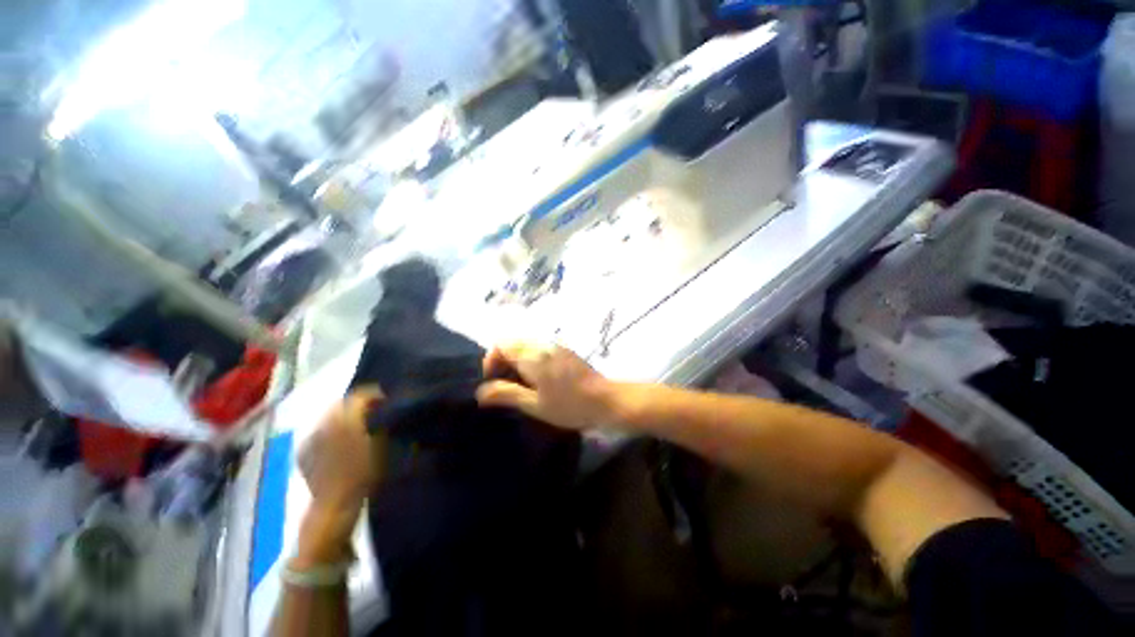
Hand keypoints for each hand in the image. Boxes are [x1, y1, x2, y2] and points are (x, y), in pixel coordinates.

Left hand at [297, 387, 385, 516]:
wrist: (334, 505)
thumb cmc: (362, 475)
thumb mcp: (379, 446)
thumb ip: (378, 423)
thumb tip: (381, 408)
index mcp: (344, 420)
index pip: (359, 396)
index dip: (374, 396)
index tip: (386, 401)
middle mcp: (324, 424)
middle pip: (342, 403)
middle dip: (357, 405)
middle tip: (373, 413)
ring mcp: (311, 438)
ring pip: (330, 416)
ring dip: (344, 416)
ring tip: (358, 427)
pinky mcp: (304, 451)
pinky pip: (320, 431)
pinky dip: (331, 430)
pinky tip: (340, 442)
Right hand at [476, 341, 615, 430]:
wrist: (606, 400)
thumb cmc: (569, 405)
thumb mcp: (534, 404)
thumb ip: (507, 394)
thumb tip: (481, 391)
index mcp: (533, 356)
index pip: (501, 344)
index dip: (491, 360)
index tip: (493, 380)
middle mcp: (543, 345)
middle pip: (513, 342)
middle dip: (503, 360)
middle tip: (506, 384)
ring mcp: (556, 346)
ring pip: (527, 345)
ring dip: (517, 360)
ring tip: (522, 384)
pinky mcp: (566, 351)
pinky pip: (540, 348)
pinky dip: (531, 359)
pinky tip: (539, 379)